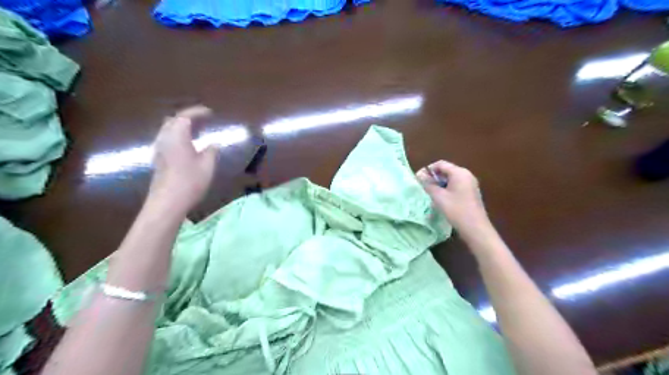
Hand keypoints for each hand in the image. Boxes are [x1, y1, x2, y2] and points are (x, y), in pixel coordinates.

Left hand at [148, 106, 217, 213]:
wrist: (168, 202)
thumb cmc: (190, 182)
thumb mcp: (207, 166)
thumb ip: (211, 151)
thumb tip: (213, 144)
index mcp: (177, 137)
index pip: (185, 116)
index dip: (197, 112)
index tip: (210, 113)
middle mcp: (165, 139)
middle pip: (173, 121)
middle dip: (187, 117)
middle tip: (202, 121)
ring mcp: (159, 150)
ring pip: (168, 130)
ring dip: (181, 127)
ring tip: (196, 132)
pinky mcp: (158, 159)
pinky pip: (167, 140)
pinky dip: (177, 136)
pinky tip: (187, 146)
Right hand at [416, 160, 492, 241]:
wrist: (475, 228)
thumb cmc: (456, 210)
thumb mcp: (439, 196)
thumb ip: (428, 184)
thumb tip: (419, 175)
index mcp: (459, 172)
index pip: (440, 164)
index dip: (428, 170)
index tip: (419, 179)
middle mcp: (466, 175)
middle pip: (446, 170)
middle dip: (434, 177)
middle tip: (423, 186)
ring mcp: (470, 184)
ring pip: (451, 178)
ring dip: (439, 183)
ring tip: (430, 193)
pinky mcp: (471, 192)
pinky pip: (456, 185)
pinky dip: (447, 188)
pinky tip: (442, 199)